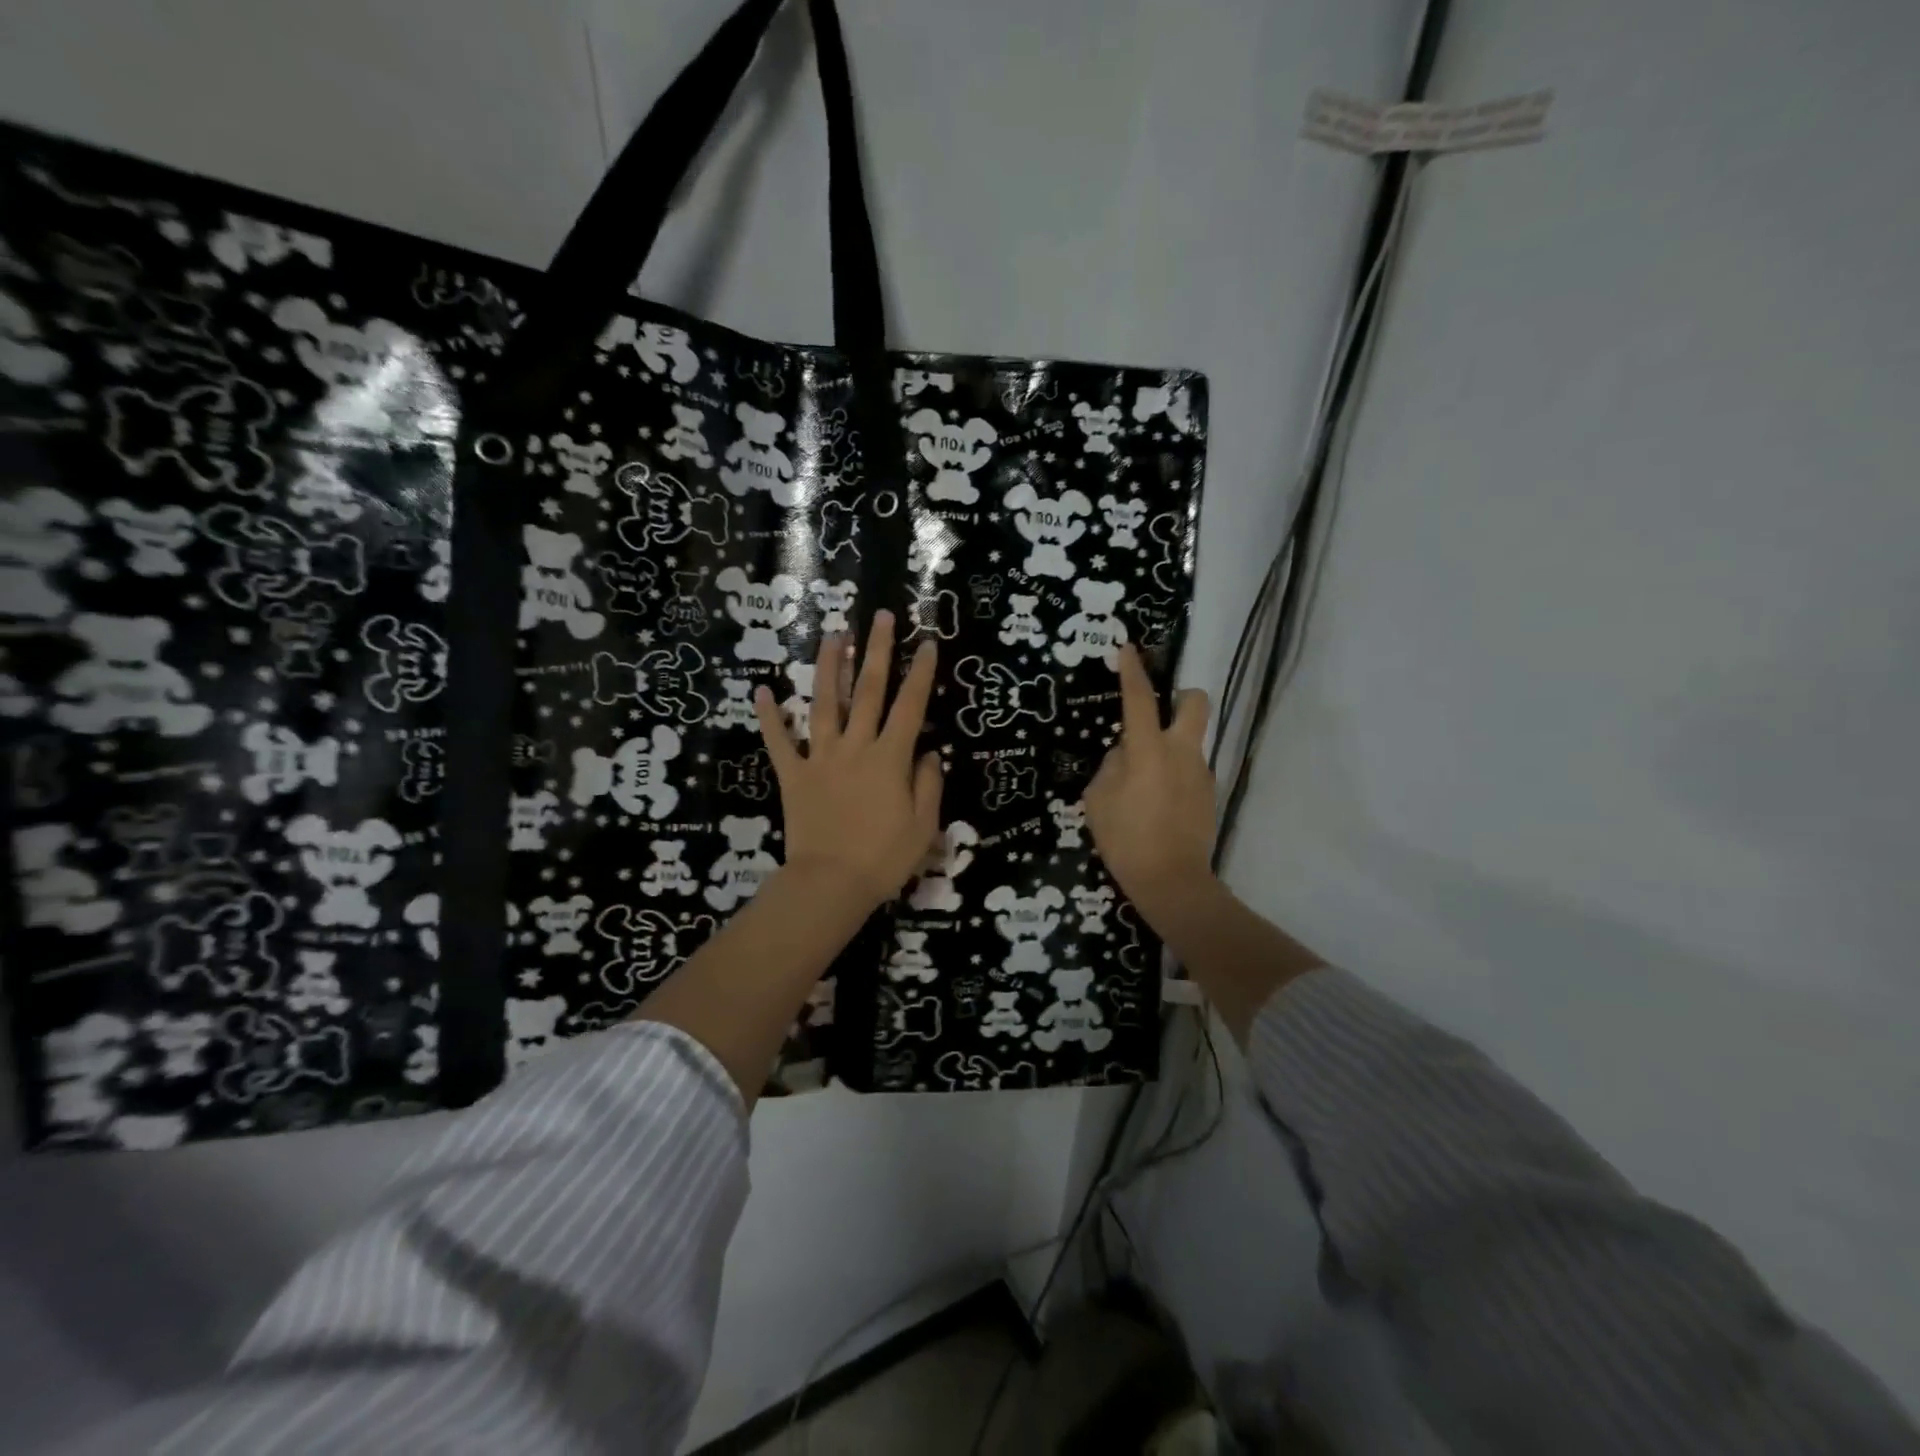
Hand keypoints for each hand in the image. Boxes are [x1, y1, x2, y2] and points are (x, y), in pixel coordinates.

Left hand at [756, 610, 942, 910]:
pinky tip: (762, 690)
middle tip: (879, 616)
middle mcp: (855, 747)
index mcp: (890, 758)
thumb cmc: (883, 859)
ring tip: (833, 636)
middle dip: (876, 651)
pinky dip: (769, 717)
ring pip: (824, 704)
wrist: (830, 884)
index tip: (926, 642)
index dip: (920, 672)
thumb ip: (929, 784)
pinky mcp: (793, 775)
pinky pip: (779, 742)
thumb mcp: (923, 826)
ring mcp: (820, 758)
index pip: (910, 706)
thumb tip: (930, 752)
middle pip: (867, 691)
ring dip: (829, 668)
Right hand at [1084, 644, 1215, 915]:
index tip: (1128, 648)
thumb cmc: (1126, 838)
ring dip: (1172, 744)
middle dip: (1182, 695)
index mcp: (1149, 750)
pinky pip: (1191, 769)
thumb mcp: (1098, 799)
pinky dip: (1175, 773)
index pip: (1140, 699)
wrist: (1172, 880)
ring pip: (1192, 739)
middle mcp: (1182, 752)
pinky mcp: (1209, 794)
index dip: (1132, 671)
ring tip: (1145, 779)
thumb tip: (1125, 754)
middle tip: (1160, 712)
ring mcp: (1201, 773)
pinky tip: (1158, 802)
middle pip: (1196, 703)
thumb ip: (1111, 766)